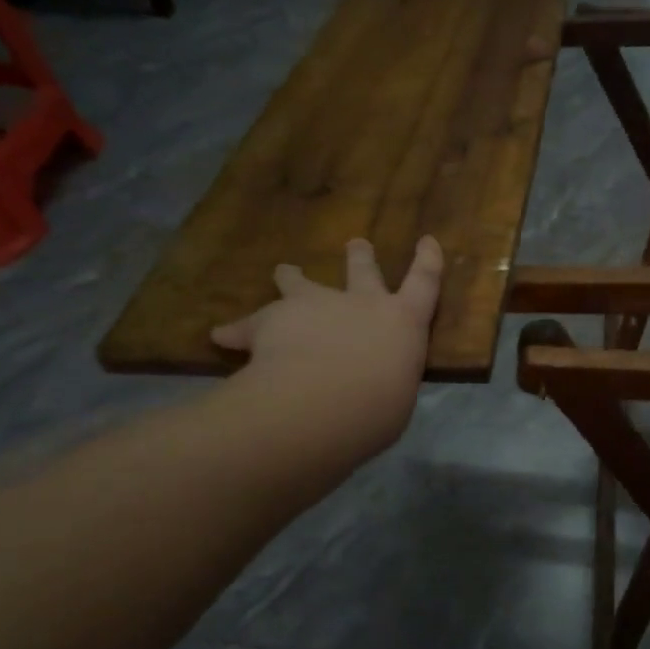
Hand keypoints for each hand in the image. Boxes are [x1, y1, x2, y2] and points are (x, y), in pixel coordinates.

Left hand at [210, 236, 444, 459]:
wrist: (323, 402)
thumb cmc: (378, 408)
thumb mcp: (396, 397)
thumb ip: (385, 383)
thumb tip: (373, 388)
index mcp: (404, 322)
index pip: (424, 283)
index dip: (428, 260)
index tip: (427, 239)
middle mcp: (362, 303)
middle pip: (362, 271)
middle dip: (360, 257)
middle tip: (356, 243)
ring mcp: (316, 305)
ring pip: (300, 283)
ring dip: (292, 277)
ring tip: (284, 271)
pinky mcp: (272, 319)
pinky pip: (249, 324)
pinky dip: (237, 331)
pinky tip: (222, 336)